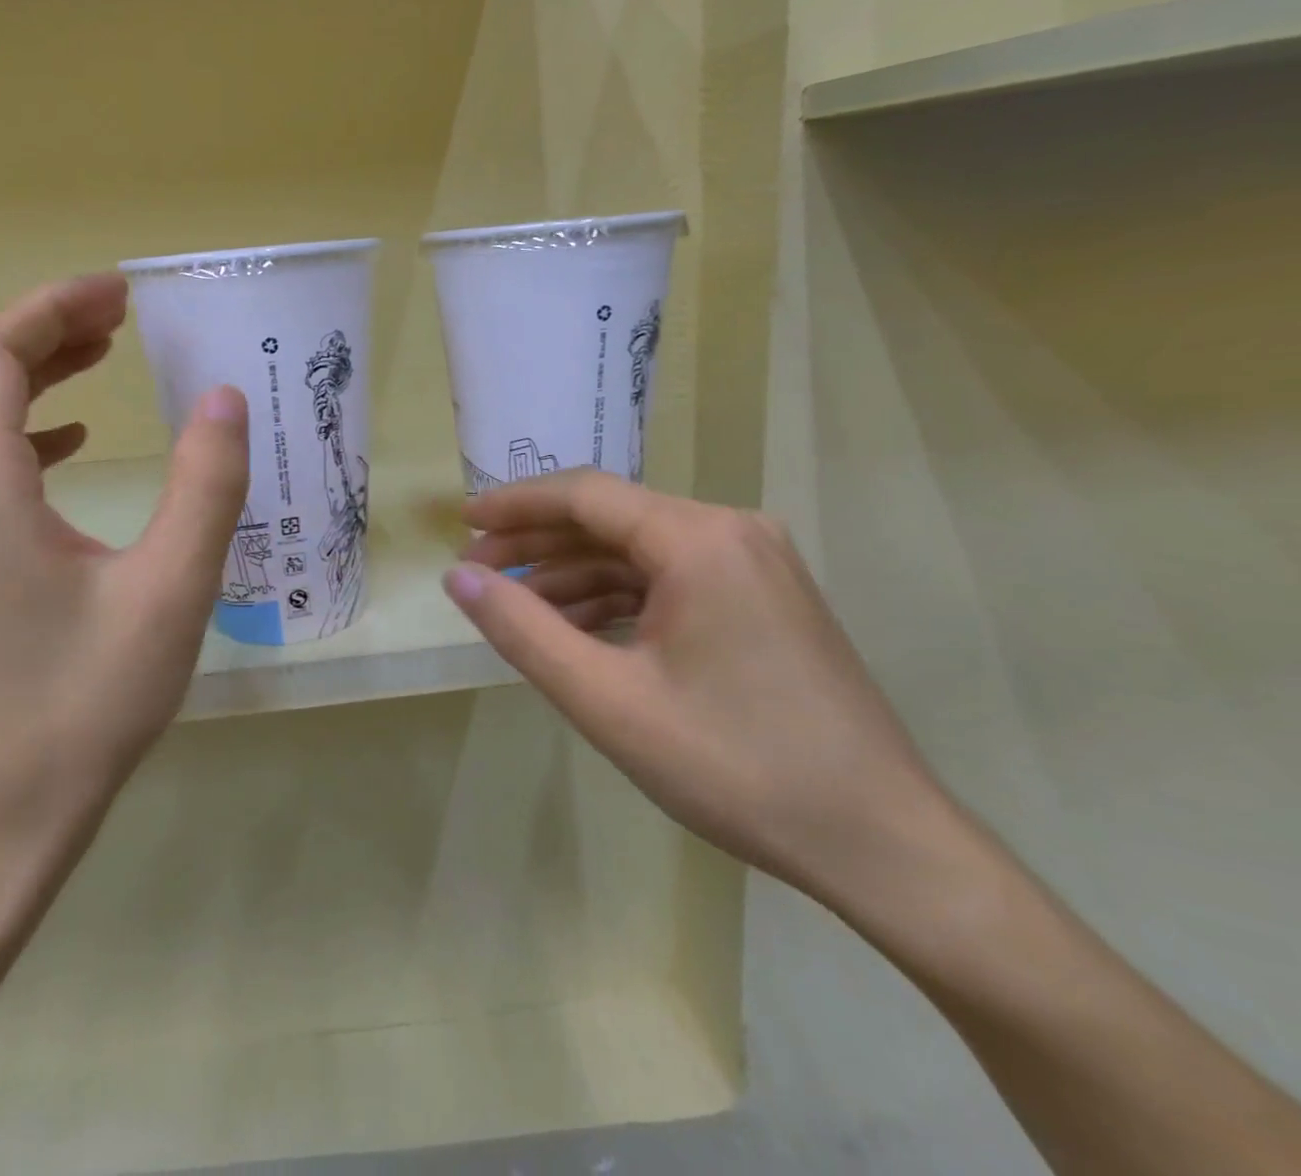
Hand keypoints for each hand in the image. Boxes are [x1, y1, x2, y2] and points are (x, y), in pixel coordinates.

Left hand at [0, 273, 249, 853]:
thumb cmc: (84, 703)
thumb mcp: (170, 591)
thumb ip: (204, 487)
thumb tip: (224, 399)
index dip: (53, 307)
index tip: (119, 291)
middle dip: (48, 330)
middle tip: (122, 315)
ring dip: (37, 376)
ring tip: (106, 356)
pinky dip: (29, 432)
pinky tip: (73, 443)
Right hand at [444, 470, 959, 911]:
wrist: (878, 841)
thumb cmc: (734, 767)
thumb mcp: (607, 701)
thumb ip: (522, 630)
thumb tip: (458, 577)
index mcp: (699, 538)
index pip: (585, 495)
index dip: (515, 506)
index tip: (461, 525)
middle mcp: (731, 531)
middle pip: (611, 519)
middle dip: (538, 544)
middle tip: (477, 572)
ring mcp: (754, 563)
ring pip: (639, 551)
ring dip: (575, 575)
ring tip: (519, 609)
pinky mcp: (763, 597)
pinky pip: (671, 579)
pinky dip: (618, 598)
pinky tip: (580, 631)